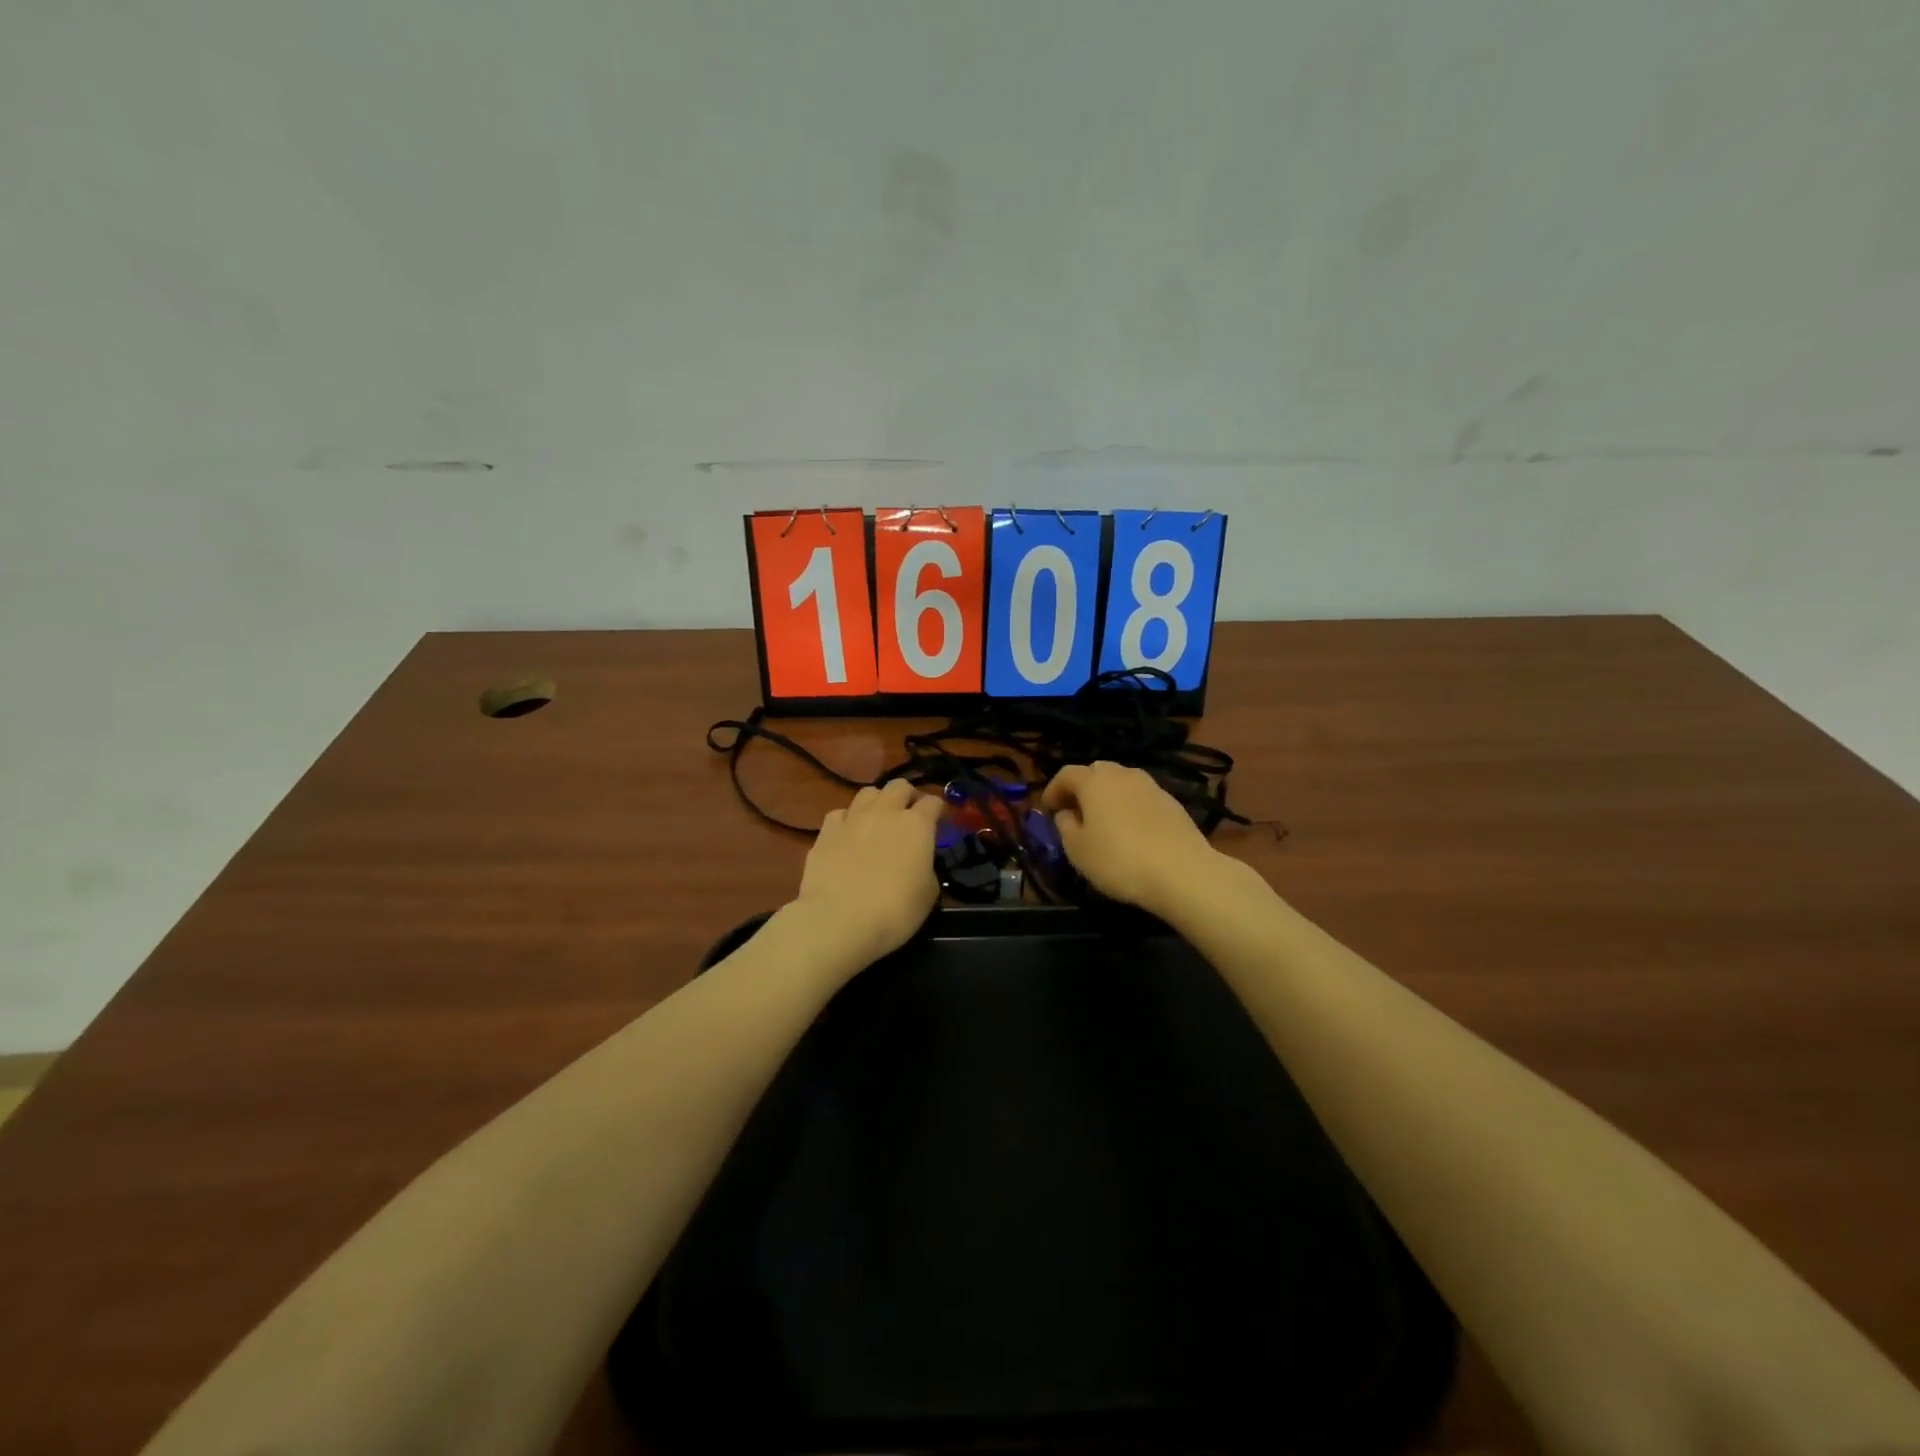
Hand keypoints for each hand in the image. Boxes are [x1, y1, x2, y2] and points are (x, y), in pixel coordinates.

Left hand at [793, 779, 944, 967]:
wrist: (839, 920)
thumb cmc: (895, 911)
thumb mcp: (928, 894)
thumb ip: (926, 868)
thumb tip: (918, 863)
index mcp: (917, 825)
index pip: (933, 802)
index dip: (938, 811)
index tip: (939, 823)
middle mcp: (885, 812)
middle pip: (899, 786)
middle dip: (907, 795)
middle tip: (909, 813)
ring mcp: (853, 819)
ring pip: (867, 792)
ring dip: (877, 801)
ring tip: (878, 819)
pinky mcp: (826, 832)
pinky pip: (840, 813)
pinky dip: (847, 820)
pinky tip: (848, 835)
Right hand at [1041, 762, 1222, 912]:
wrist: (1182, 872)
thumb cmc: (1118, 860)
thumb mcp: (1077, 850)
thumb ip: (1066, 827)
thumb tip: (1067, 814)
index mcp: (1094, 781)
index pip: (1066, 774)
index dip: (1053, 790)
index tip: (1048, 810)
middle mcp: (1122, 775)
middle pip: (1096, 772)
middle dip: (1082, 788)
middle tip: (1075, 812)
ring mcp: (1151, 786)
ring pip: (1121, 782)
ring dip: (1108, 796)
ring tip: (1104, 822)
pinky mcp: (1172, 802)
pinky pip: (1141, 797)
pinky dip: (1129, 806)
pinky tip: (1131, 830)